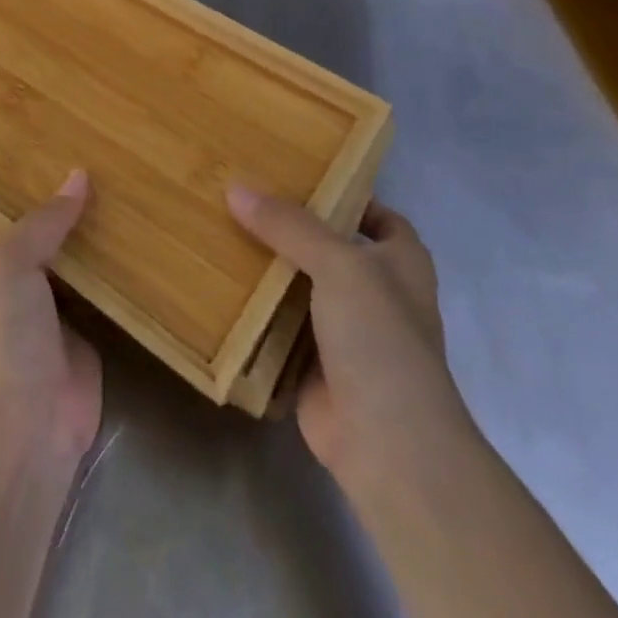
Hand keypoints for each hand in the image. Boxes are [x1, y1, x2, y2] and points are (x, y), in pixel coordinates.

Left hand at [0, 170, 102, 474]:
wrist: (26, 424)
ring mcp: (48, 298)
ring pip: (73, 251)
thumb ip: (43, 219)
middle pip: (41, 224)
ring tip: (127, 181)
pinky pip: (101, 282)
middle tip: (104, 155)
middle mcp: (10, 271)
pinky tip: (141, 229)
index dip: (23, 176)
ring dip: (94, 228)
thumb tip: (79, 175)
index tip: (57, 140)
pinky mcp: (84, 322)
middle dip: (65, 199)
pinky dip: (116, 262)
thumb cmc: (2, 333)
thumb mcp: (9, 261)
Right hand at [228, 188, 472, 488]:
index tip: (296, 174)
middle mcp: (375, 292)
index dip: (345, 194)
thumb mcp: (339, 265)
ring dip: (267, 267)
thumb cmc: (380, 338)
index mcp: (400, 263)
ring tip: (218, 228)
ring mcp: (344, 330)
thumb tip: (235, 188)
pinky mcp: (312, 362)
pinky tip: (217, 283)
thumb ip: (289, 226)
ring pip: (299, 285)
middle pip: (328, 247)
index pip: (377, 215)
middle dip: (289, 227)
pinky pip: (277, 323)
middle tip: (239, 195)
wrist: (386, 442)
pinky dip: (254, 308)